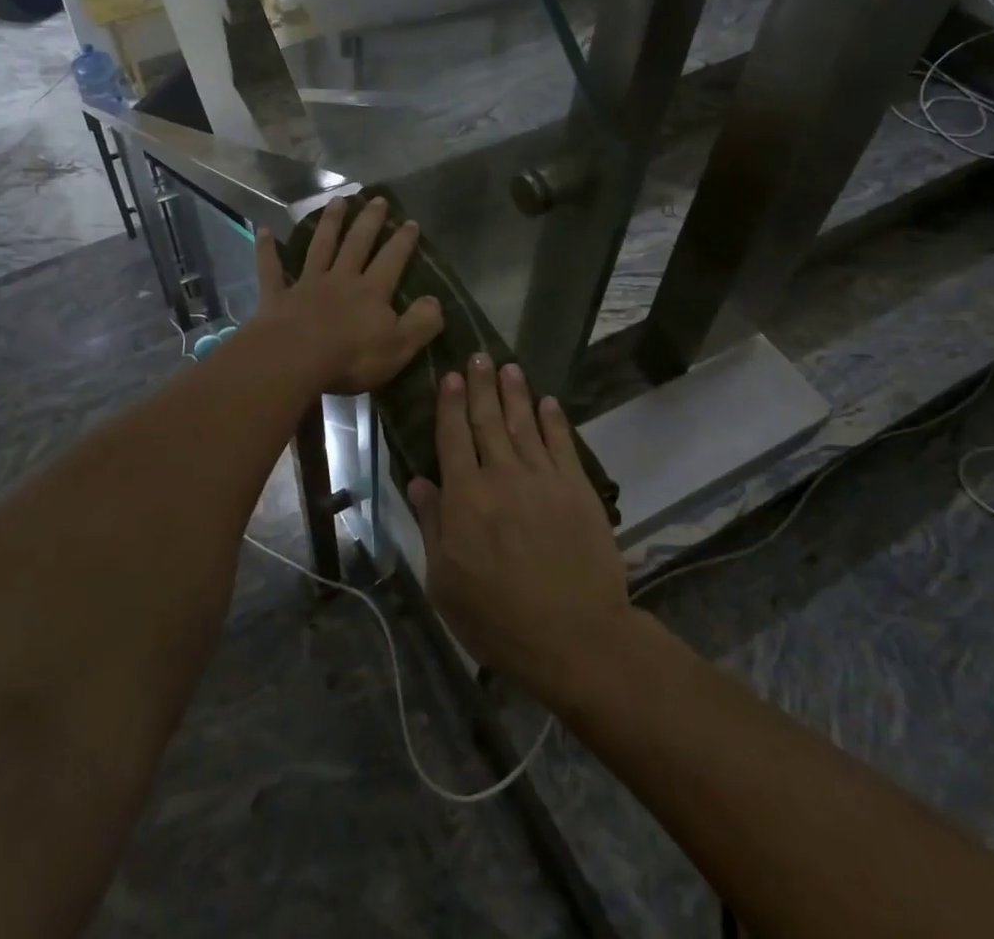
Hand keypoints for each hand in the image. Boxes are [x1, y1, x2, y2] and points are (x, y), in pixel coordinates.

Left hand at [255, 196, 443, 395]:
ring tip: (337, 201)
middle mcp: (341, 279)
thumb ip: (421, 322)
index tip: (410, 222)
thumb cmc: (350, 358)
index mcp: (371, 292)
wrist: (293, 360)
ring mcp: (307, 284)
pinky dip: (267, 249)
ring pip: (320, 247)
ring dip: (329, 223)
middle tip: (377, 199)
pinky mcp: (277, 296)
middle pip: (357, 244)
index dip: (403, 241)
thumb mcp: (398, 346)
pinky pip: (271, 269)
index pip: (392, 260)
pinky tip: (264, 230)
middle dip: (368, 221)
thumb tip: (434, 300)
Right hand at [409, 357, 635, 708]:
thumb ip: (431, 526)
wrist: (575, 638)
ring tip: (509, 367)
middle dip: (482, 385)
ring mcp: (544, 479)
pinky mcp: (577, 489)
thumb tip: (416, 482)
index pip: (453, 437)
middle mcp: (502, 476)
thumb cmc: (498, 619)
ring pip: (524, 424)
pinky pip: (562, 444)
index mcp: (465, 497)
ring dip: (515, 393)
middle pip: (488, 420)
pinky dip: (554, 420)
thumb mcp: (445, 583)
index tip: (451, 375)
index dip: (451, 404)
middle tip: (478, 355)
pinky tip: (548, 402)